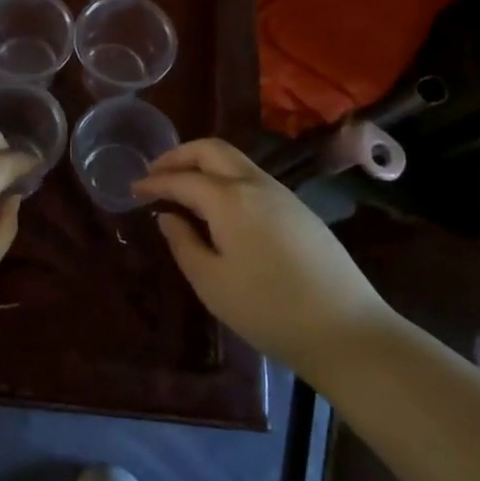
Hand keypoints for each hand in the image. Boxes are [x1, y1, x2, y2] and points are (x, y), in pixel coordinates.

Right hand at [132, 139, 393, 374]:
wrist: (346, 330)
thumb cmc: (269, 309)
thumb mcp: (212, 283)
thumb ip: (184, 244)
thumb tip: (168, 217)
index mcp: (230, 199)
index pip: (182, 179)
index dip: (155, 181)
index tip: (134, 188)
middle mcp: (256, 184)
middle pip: (212, 150)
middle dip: (179, 155)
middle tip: (156, 173)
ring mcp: (282, 194)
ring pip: (235, 161)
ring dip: (204, 164)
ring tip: (183, 187)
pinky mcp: (299, 209)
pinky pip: (253, 178)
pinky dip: (226, 179)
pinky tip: (219, 206)